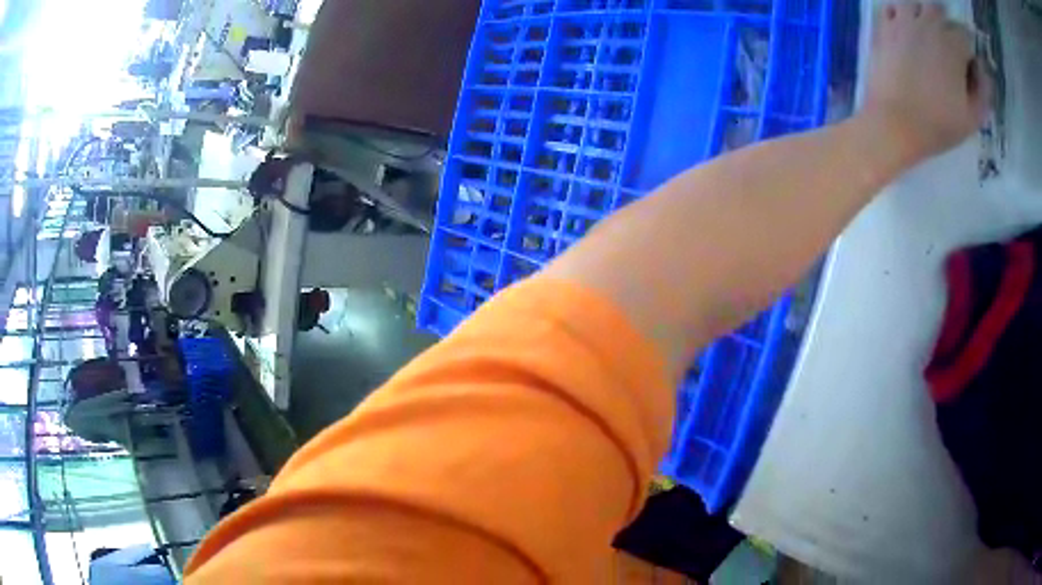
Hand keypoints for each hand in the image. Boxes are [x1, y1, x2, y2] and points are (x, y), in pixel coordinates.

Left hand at [862, 2, 991, 161]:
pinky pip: (891, 6)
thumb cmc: (939, 124)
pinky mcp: (884, 26)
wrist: (896, 123)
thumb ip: (983, 91)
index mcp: (952, 45)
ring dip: (924, 13)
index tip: (970, 65)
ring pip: (915, 3)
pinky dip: (900, 12)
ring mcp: (903, 21)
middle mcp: (928, 24)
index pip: (965, 35)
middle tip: (950, 45)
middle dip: (948, 24)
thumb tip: (983, 70)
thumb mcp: (973, 117)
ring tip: (928, 33)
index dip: (969, 49)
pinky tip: (905, 27)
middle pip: (939, 11)